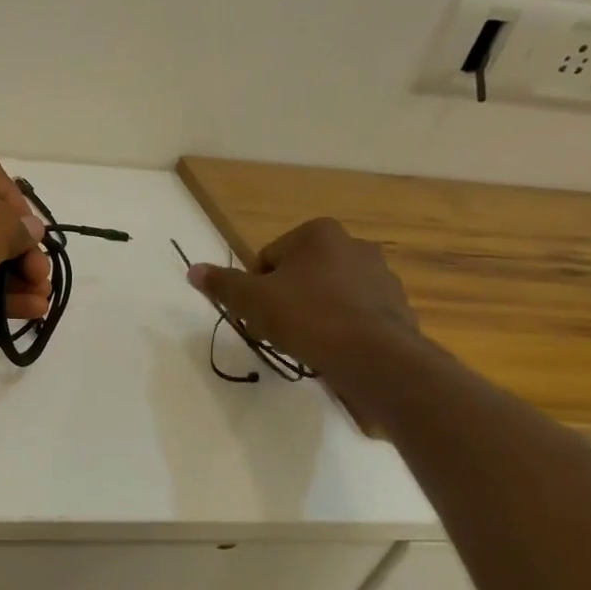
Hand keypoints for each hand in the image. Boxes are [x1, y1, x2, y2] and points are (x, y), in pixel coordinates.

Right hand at [186, 218, 420, 375]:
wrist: (373, 357)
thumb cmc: (305, 316)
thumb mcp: (251, 300)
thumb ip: (222, 283)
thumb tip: (193, 269)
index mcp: (318, 233)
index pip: (268, 258)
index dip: (256, 287)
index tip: (257, 313)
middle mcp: (354, 245)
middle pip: (300, 273)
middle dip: (286, 298)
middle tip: (277, 329)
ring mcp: (381, 276)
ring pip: (329, 293)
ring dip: (314, 312)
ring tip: (305, 342)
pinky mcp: (397, 307)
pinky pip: (356, 314)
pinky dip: (341, 328)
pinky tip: (332, 350)